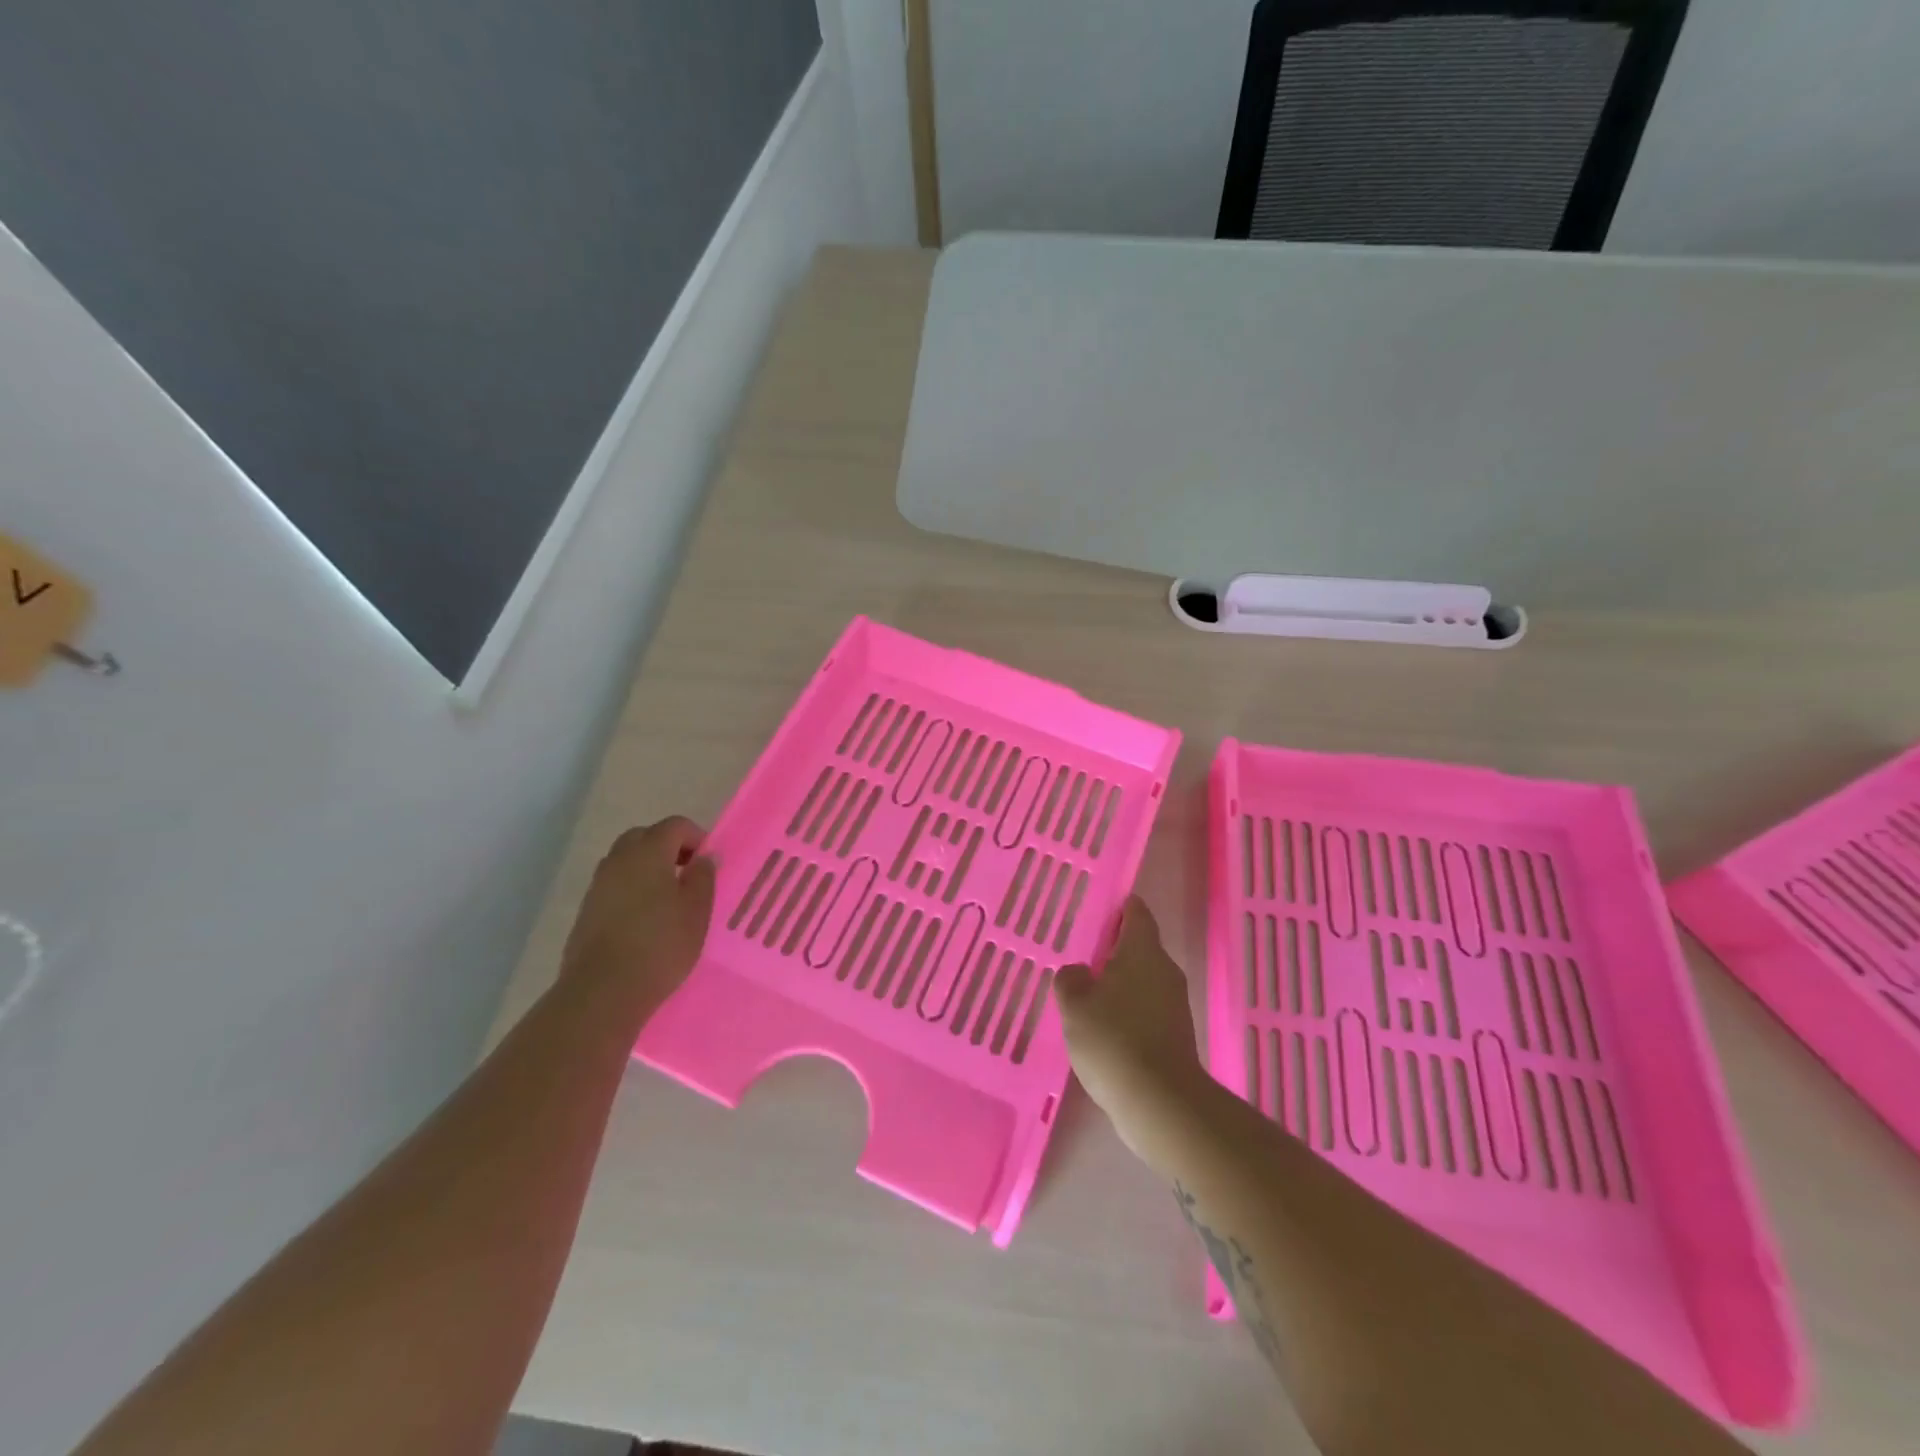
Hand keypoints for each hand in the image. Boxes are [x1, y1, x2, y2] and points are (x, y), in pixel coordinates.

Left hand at [560, 816, 715, 1018]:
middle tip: (687, 874)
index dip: (696, 837)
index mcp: (648, 853)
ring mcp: (598, 885)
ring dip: (648, 868)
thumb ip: (703, 877)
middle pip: (644, 837)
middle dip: (668, 847)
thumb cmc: (660, 945)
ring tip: (668, 899)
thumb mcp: (697, 911)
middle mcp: (618, 860)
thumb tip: (703, 857)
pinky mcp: (586, 910)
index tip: (708, 863)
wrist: (603, 991)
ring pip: (625, 860)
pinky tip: (645, 919)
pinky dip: (631, 889)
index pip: (675, 825)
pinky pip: (614, 885)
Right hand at [1055, 896, 1210, 1161]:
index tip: (1102, 907)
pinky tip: (1105, 1028)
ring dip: (1120, 982)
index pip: (1137, 914)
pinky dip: (1128, 1010)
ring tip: (1088, 992)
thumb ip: (1071, 979)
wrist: (1161, 1103)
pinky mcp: (1176, 1035)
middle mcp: (1165, 970)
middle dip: (1115, 948)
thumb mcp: (1075, 1005)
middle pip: (1141, 947)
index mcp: (1143, 951)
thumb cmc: (1114, 1040)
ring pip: (1144, 980)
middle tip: (1083, 953)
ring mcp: (1175, 1004)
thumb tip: (1079, 972)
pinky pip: (1148, 1009)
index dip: (1121, 906)